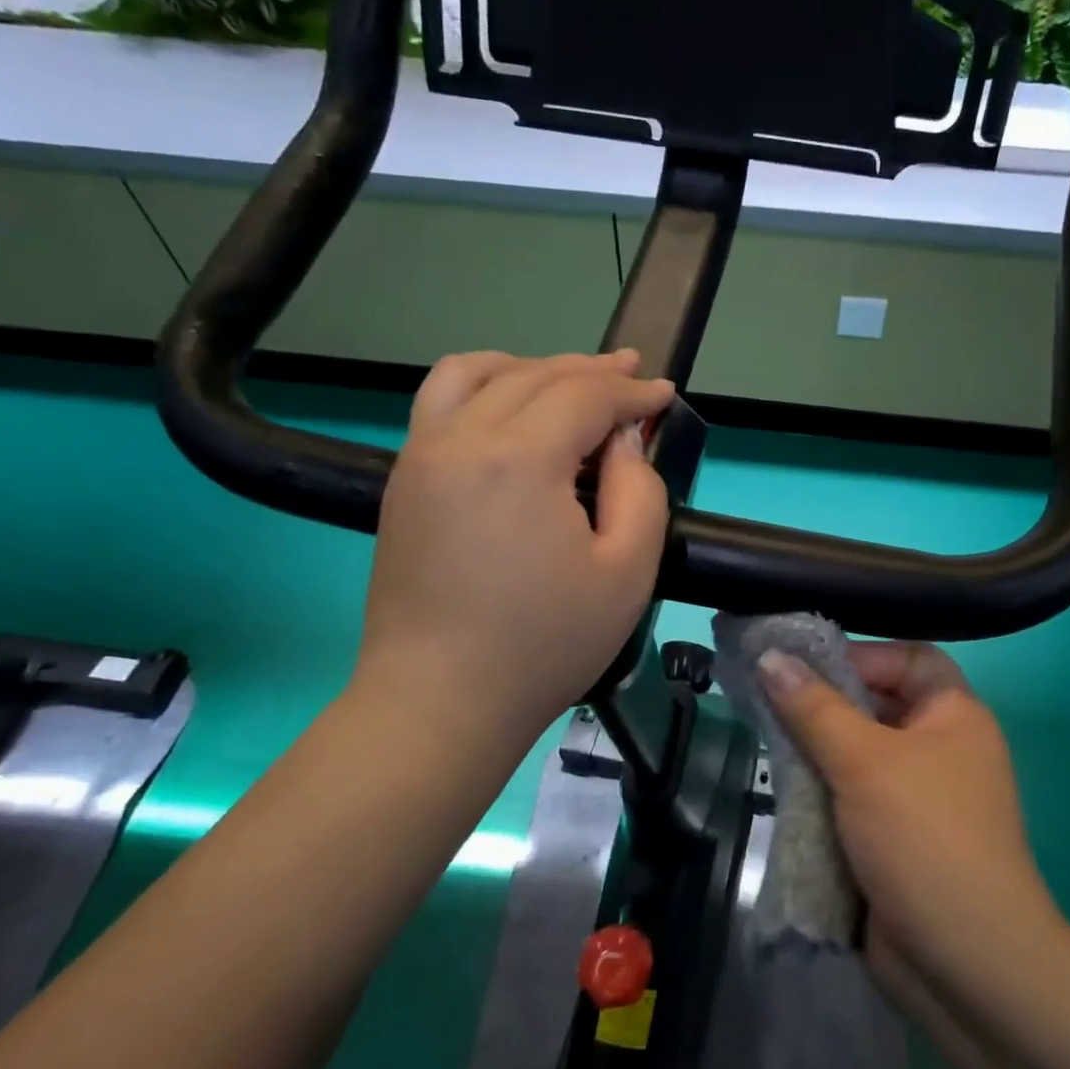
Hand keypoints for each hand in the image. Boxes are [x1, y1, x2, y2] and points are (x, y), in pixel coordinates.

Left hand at [354, 350, 675, 753]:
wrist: (439, 701)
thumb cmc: (545, 644)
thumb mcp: (627, 572)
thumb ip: (641, 491)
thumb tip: (622, 440)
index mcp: (519, 459)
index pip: (585, 397)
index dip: (631, 391)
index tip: (665, 393)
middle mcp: (461, 438)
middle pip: (535, 377)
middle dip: (592, 371)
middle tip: (632, 373)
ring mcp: (422, 455)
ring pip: (478, 374)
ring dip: (533, 367)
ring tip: (570, 380)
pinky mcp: (403, 479)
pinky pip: (441, 402)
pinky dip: (484, 384)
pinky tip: (509, 404)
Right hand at [759, 642, 1056, 981]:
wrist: (963, 963)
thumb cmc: (922, 837)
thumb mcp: (863, 760)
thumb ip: (813, 707)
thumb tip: (770, 655)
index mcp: (954, 716)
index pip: (908, 658)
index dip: (860, 655)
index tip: (802, 665)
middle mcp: (940, 749)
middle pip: (877, 705)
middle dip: (824, 704)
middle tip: (768, 700)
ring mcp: (917, 798)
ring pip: (857, 754)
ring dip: (816, 751)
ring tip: (767, 742)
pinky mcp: (893, 839)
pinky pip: (850, 797)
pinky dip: (820, 792)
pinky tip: (782, 789)